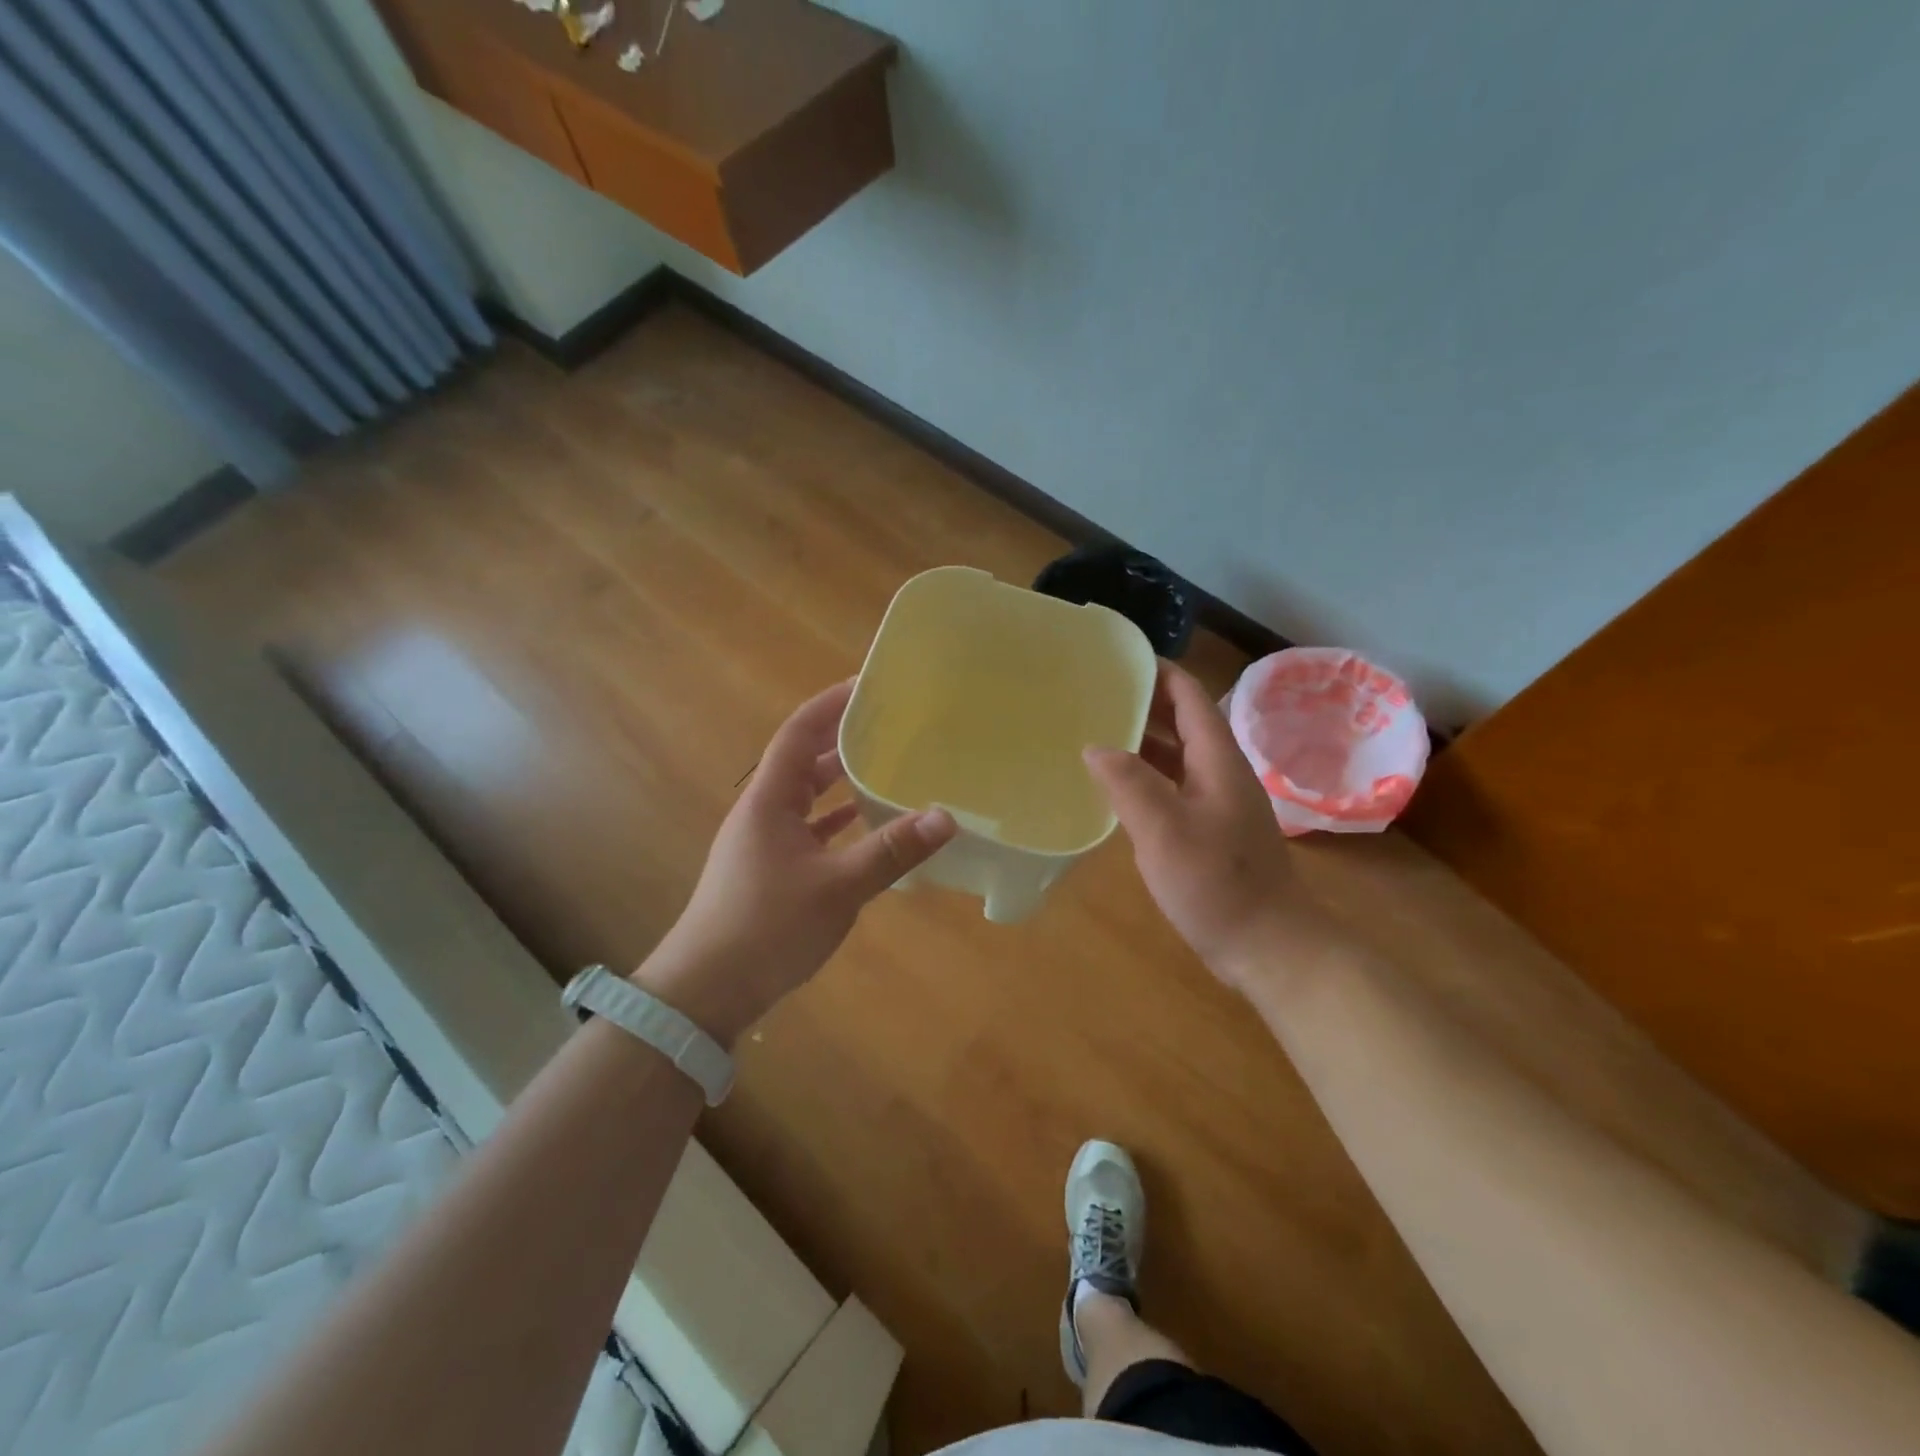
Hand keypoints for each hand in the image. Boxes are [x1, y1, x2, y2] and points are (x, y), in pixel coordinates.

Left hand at [638, 680, 956, 1044]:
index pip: (799, 734)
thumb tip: (947, 817)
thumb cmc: (768, 927)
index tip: (867, 686)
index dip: (829, 705)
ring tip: (884, 767)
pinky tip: (865, 826)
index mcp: (769, 801)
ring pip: (806, 797)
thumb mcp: (838, 888)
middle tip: (889, 726)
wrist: (706, 990)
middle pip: (803, 761)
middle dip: (842, 740)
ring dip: (839, 782)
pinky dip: (835, 821)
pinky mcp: (768, 870)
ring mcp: (763, 842)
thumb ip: (891, 851)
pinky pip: (807, 830)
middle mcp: (763, 812)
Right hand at [1085, 662, 1323, 986]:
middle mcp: (1219, 773)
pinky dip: (1144, 778)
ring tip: (1092, 733)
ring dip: (1140, 743)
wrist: (1267, 946)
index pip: (1189, 696)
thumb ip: (1129, 783)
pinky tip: (1114, 789)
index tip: (1116, 660)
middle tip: (1092, 697)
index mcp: (1217, 760)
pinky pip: (1172, 788)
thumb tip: (1096, 747)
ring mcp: (1216, 804)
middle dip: (1141, 705)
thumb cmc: (1217, 883)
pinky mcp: (1209, 831)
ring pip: (1176, 758)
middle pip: (1182, 723)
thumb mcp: (1165, 830)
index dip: (1157, 673)